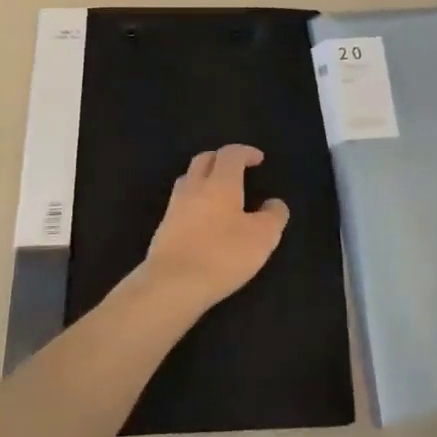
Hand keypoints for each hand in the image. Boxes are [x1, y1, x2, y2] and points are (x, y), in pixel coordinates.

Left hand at [134, 146, 289, 313]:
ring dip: (204, 178)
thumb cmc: (222, 255)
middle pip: (204, 159)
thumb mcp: (262, 237)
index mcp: (220, 183)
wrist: (172, 284)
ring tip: (219, 193)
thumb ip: (273, 216)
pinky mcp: (163, 228)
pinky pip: (180, 203)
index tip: (258, 159)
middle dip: (221, 159)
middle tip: (237, 169)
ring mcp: (174, 207)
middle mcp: (194, 187)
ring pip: (188, 179)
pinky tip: (203, 220)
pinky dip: (194, 202)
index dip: (246, 152)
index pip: (231, 154)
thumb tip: (274, 203)